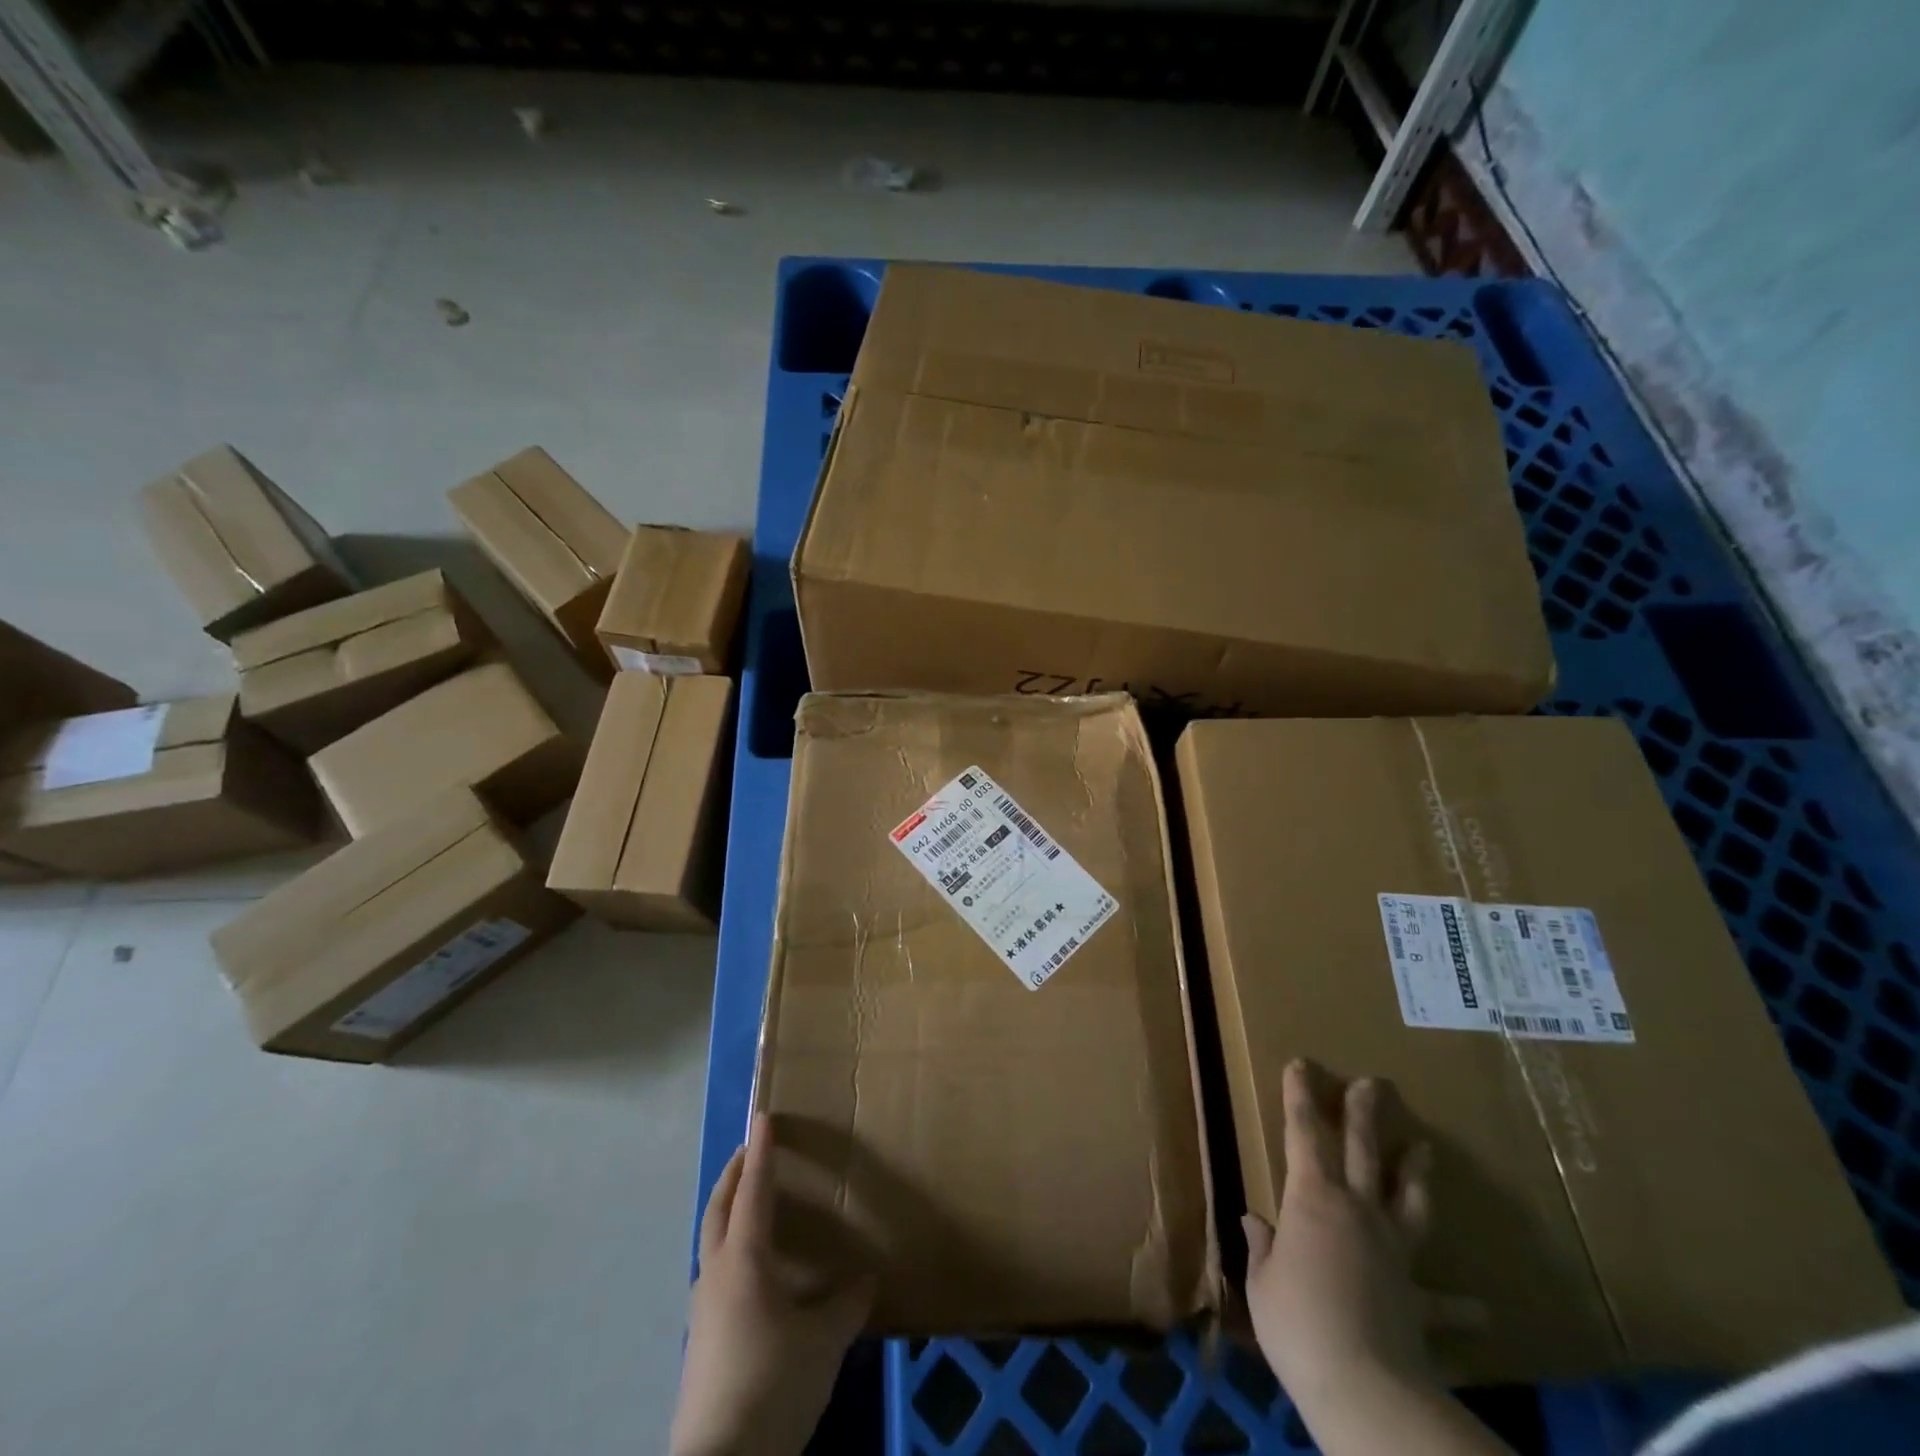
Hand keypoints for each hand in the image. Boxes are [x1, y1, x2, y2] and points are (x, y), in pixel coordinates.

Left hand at [669, 1115, 873, 1455]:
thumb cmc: (773, 1384)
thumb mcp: (824, 1342)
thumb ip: (846, 1304)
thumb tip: (866, 1279)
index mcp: (745, 1260)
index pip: (754, 1191)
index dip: (762, 1152)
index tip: (763, 1116)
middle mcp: (716, 1274)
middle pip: (718, 1209)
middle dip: (733, 1175)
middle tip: (750, 1151)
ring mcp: (702, 1309)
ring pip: (711, 1241)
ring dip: (727, 1212)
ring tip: (750, 1206)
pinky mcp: (700, 1341)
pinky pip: (714, 1273)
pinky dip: (729, 1250)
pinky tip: (751, 1273)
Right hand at [1242, 1060, 1442, 1413]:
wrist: (1363, 1385)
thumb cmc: (1296, 1320)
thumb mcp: (1262, 1282)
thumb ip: (1262, 1248)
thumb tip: (1254, 1221)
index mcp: (1311, 1197)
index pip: (1302, 1133)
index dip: (1300, 1095)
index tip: (1301, 1064)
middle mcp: (1355, 1210)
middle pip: (1361, 1150)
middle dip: (1362, 1113)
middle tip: (1372, 1083)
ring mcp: (1392, 1251)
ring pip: (1407, 1201)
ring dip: (1415, 1174)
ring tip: (1424, 1149)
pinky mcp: (1417, 1297)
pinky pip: (1442, 1303)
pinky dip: (1460, 1307)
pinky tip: (1482, 1312)